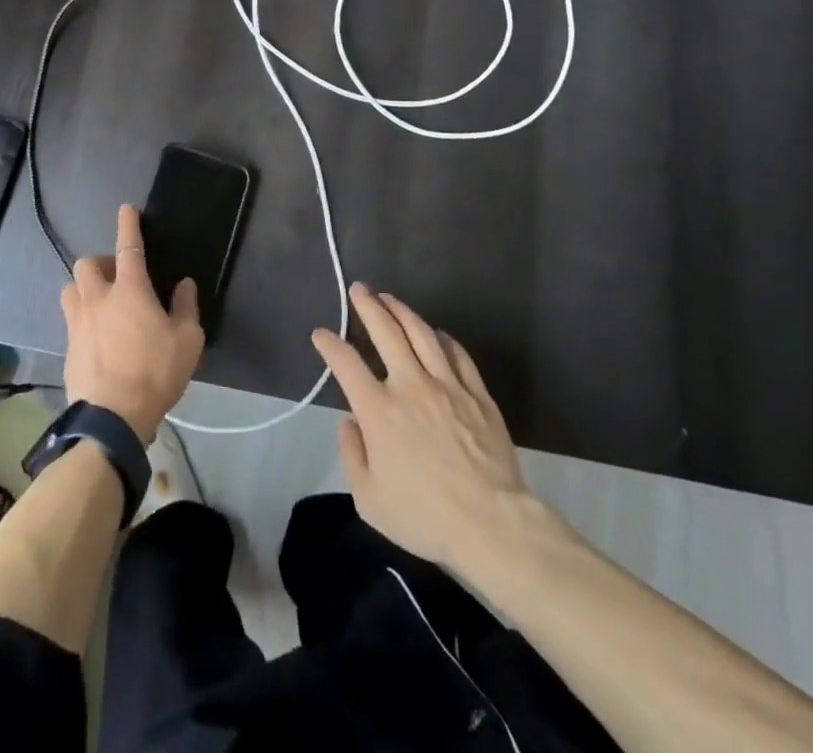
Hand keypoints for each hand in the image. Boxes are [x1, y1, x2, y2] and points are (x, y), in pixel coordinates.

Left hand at [61, 204, 202, 441]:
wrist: (111, 419)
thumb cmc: (155, 374)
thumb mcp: (187, 341)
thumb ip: (185, 308)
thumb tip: (183, 285)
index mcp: (129, 290)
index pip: (128, 245)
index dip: (128, 223)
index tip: (127, 208)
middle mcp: (98, 298)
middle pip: (87, 263)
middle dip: (100, 263)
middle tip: (116, 277)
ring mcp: (77, 322)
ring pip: (70, 288)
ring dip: (83, 287)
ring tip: (100, 303)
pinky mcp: (66, 347)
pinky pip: (70, 320)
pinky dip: (82, 318)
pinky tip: (96, 337)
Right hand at [312, 283, 541, 571]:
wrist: (491, 524)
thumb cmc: (424, 516)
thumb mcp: (369, 499)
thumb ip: (352, 455)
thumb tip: (350, 423)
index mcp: (379, 410)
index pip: (346, 363)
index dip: (329, 344)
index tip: (321, 334)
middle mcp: (410, 385)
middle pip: (385, 332)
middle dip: (368, 306)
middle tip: (358, 289)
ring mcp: (447, 385)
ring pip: (421, 333)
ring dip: (402, 311)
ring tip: (389, 298)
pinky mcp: (477, 393)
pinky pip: (457, 354)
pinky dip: (442, 338)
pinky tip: (435, 333)